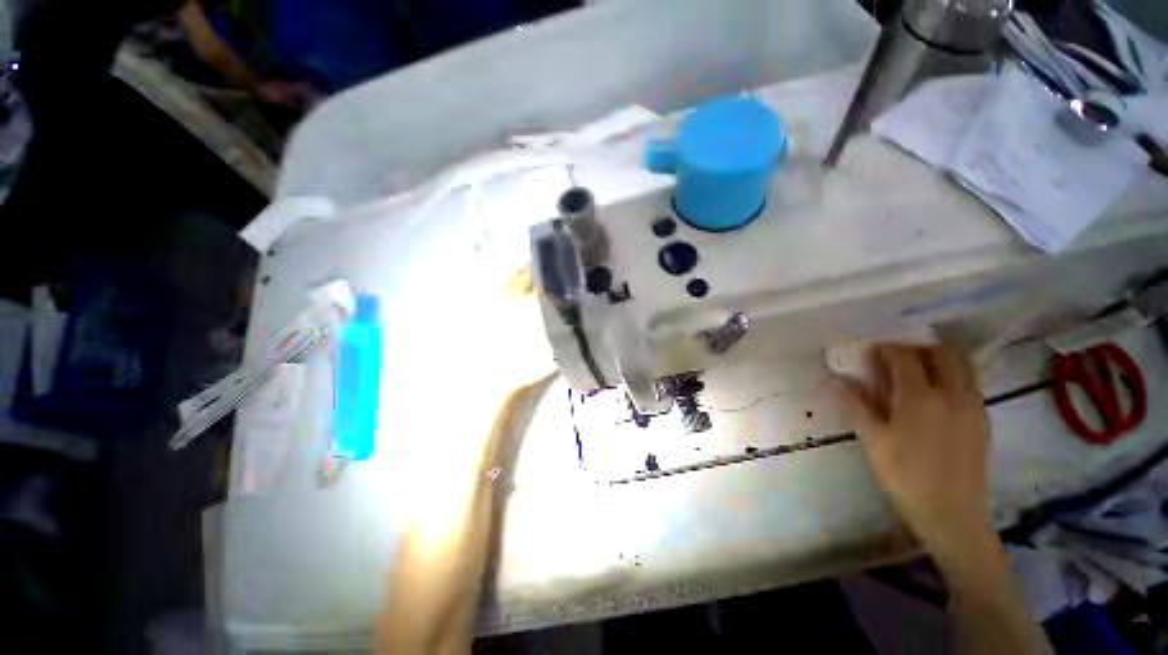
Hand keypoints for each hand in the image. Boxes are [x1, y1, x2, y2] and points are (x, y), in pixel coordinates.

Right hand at [838, 344, 990, 546]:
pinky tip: (937, 391)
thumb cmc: (904, 475)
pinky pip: (971, 382)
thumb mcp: (872, 440)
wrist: (952, 513)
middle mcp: (952, 393)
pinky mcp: (983, 419)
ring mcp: (972, 405)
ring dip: (940, 357)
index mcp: (920, 397)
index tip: (871, 350)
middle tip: (897, 356)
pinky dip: (954, 374)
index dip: (886, 348)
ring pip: (962, 364)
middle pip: (941, 352)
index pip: (904, 357)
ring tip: (918, 368)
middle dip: (917, 346)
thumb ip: (855, 405)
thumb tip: (836, 380)